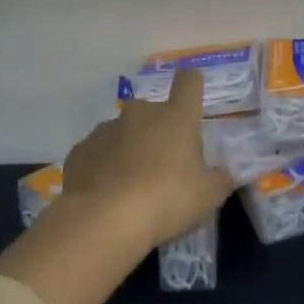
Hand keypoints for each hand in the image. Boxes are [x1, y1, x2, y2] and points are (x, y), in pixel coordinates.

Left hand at [57, 68, 233, 250]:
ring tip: (131, 186)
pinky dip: (103, 168)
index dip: (192, 84)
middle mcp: (141, 113)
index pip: (189, 83)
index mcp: (176, 116)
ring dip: (129, 149)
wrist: (102, 220)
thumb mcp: (207, 196)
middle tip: (164, 165)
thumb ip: (219, 180)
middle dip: (159, 131)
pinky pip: (98, 154)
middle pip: (154, 112)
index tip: (192, 91)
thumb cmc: (166, 199)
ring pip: (123, 133)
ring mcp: (106, 130)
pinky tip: (106, 194)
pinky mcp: (80, 151)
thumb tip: (224, 174)